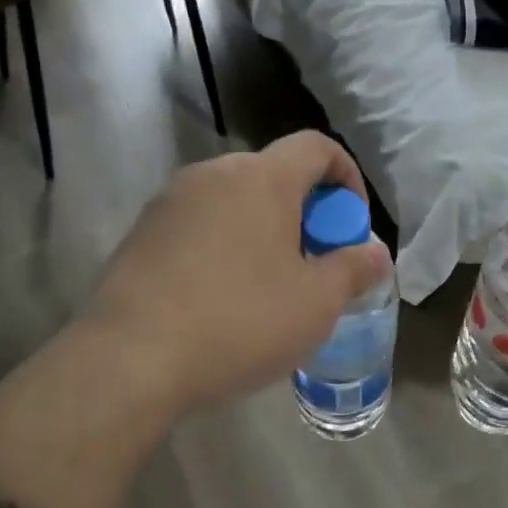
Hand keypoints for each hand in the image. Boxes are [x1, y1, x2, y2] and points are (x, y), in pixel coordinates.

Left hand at [84, 131, 391, 411]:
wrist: (131, 360)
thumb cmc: (241, 322)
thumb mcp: (317, 303)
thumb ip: (354, 269)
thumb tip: (376, 254)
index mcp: (263, 179)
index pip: (317, 147)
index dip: (347, 178)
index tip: (351, 226)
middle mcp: (213, 174)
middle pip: (275, 175)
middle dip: (306, 212)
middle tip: (315, 264)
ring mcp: (170, 202)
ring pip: (235, 202)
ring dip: (264, 230)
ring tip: (270, 286)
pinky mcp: (141, 234)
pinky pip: (200, 226)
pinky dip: (226, 246)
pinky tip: (223, 299)